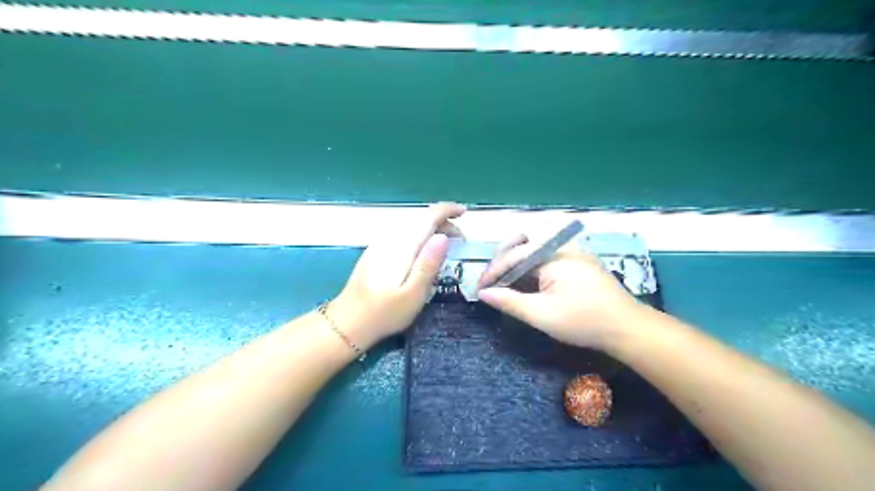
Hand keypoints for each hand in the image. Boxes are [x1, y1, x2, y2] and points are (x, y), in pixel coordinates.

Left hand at [328, 202, 463, 346]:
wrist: (348, 323)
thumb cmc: (385, 313)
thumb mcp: (414, 294)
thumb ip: (429, 264)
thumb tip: (443, 236)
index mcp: (402, 247)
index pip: (427, 216)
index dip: (447, 210)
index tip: (464, 213)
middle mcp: (390, 239)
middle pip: (420, 218)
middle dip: (443, 222)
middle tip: (460, 241)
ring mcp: (380, 244)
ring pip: (411, 225)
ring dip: (431, 228)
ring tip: (446, 244)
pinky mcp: (375, 252)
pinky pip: (403, 233)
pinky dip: (419, 235)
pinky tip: (422, 251)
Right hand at [476, 236, 641, 348]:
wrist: (627, 328)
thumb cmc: (583, 321)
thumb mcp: (542, 315)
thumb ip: (510, 302)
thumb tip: (484, 294)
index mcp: (552, 255)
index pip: (513, 256)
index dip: (493, 272)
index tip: (479, 289)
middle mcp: (562, 247)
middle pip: (523, 244)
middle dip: (502, 260)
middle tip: (490, 280)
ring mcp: (573, 253)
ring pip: (535, 251)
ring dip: (516, 264)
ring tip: (503, 282)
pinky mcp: (579, 263)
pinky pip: (547, 258)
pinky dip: (532, 268)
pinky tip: (527, 283)